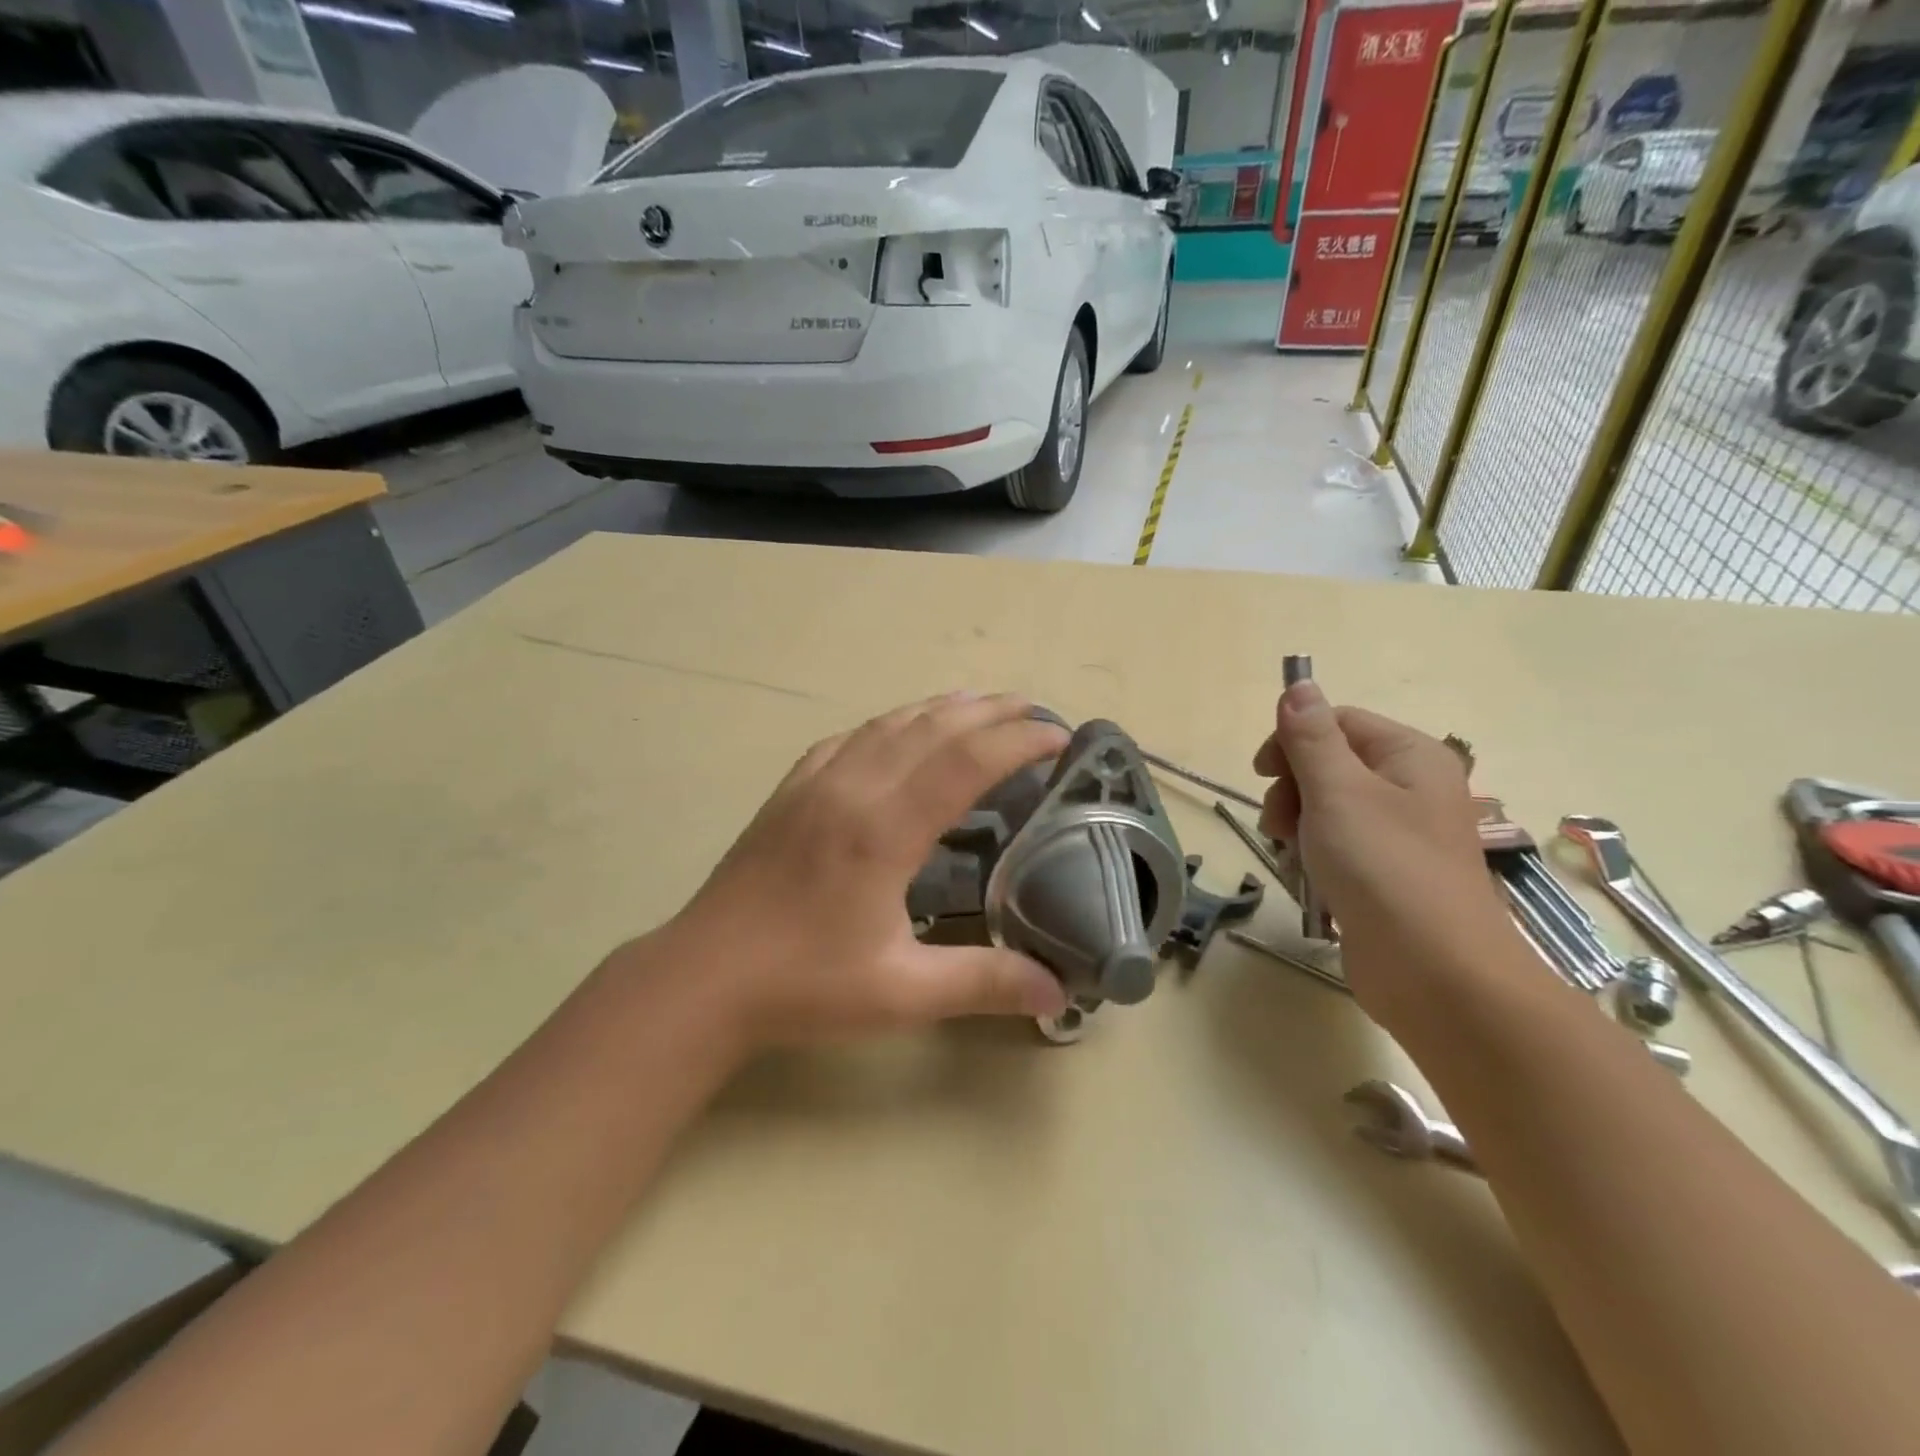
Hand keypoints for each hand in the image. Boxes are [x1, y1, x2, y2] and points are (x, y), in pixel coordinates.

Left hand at [664, 692, 1071, 1048]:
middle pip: (933, 727)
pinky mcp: (790, 790)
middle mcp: (852, 788)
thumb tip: (1060, 993)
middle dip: (991, 712)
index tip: (1060, 738)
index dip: (1019, 741)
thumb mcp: (902, 994)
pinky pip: (850, 737)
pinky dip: (891, 723)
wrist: (702, 978)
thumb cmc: (803, 986)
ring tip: (983, 704)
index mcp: (883, 830)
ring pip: (890, 723)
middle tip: (1036, 710)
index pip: (966, 762)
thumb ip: (985, 984)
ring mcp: (815, 782)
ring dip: (943, 708)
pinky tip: (899, 731)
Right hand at [1251, 682, 1516, 1013]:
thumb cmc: (1384, 868)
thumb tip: (1298, 685)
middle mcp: (1411, 788)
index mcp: (1410, 756)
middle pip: (1329, 763)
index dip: (1293, 740)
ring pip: (1327, 807)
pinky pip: (1338, 846)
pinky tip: (1308, 879)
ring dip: (1298, 825)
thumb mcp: (1337, 792)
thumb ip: (1311, 738)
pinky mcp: (1387, 874)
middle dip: (1292, 789)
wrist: (1435, 974)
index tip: (1262, 773)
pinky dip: (1315, 857)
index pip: (1337, 721)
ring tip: (1293, 855)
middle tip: (1280, 824)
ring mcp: (1400, 834)